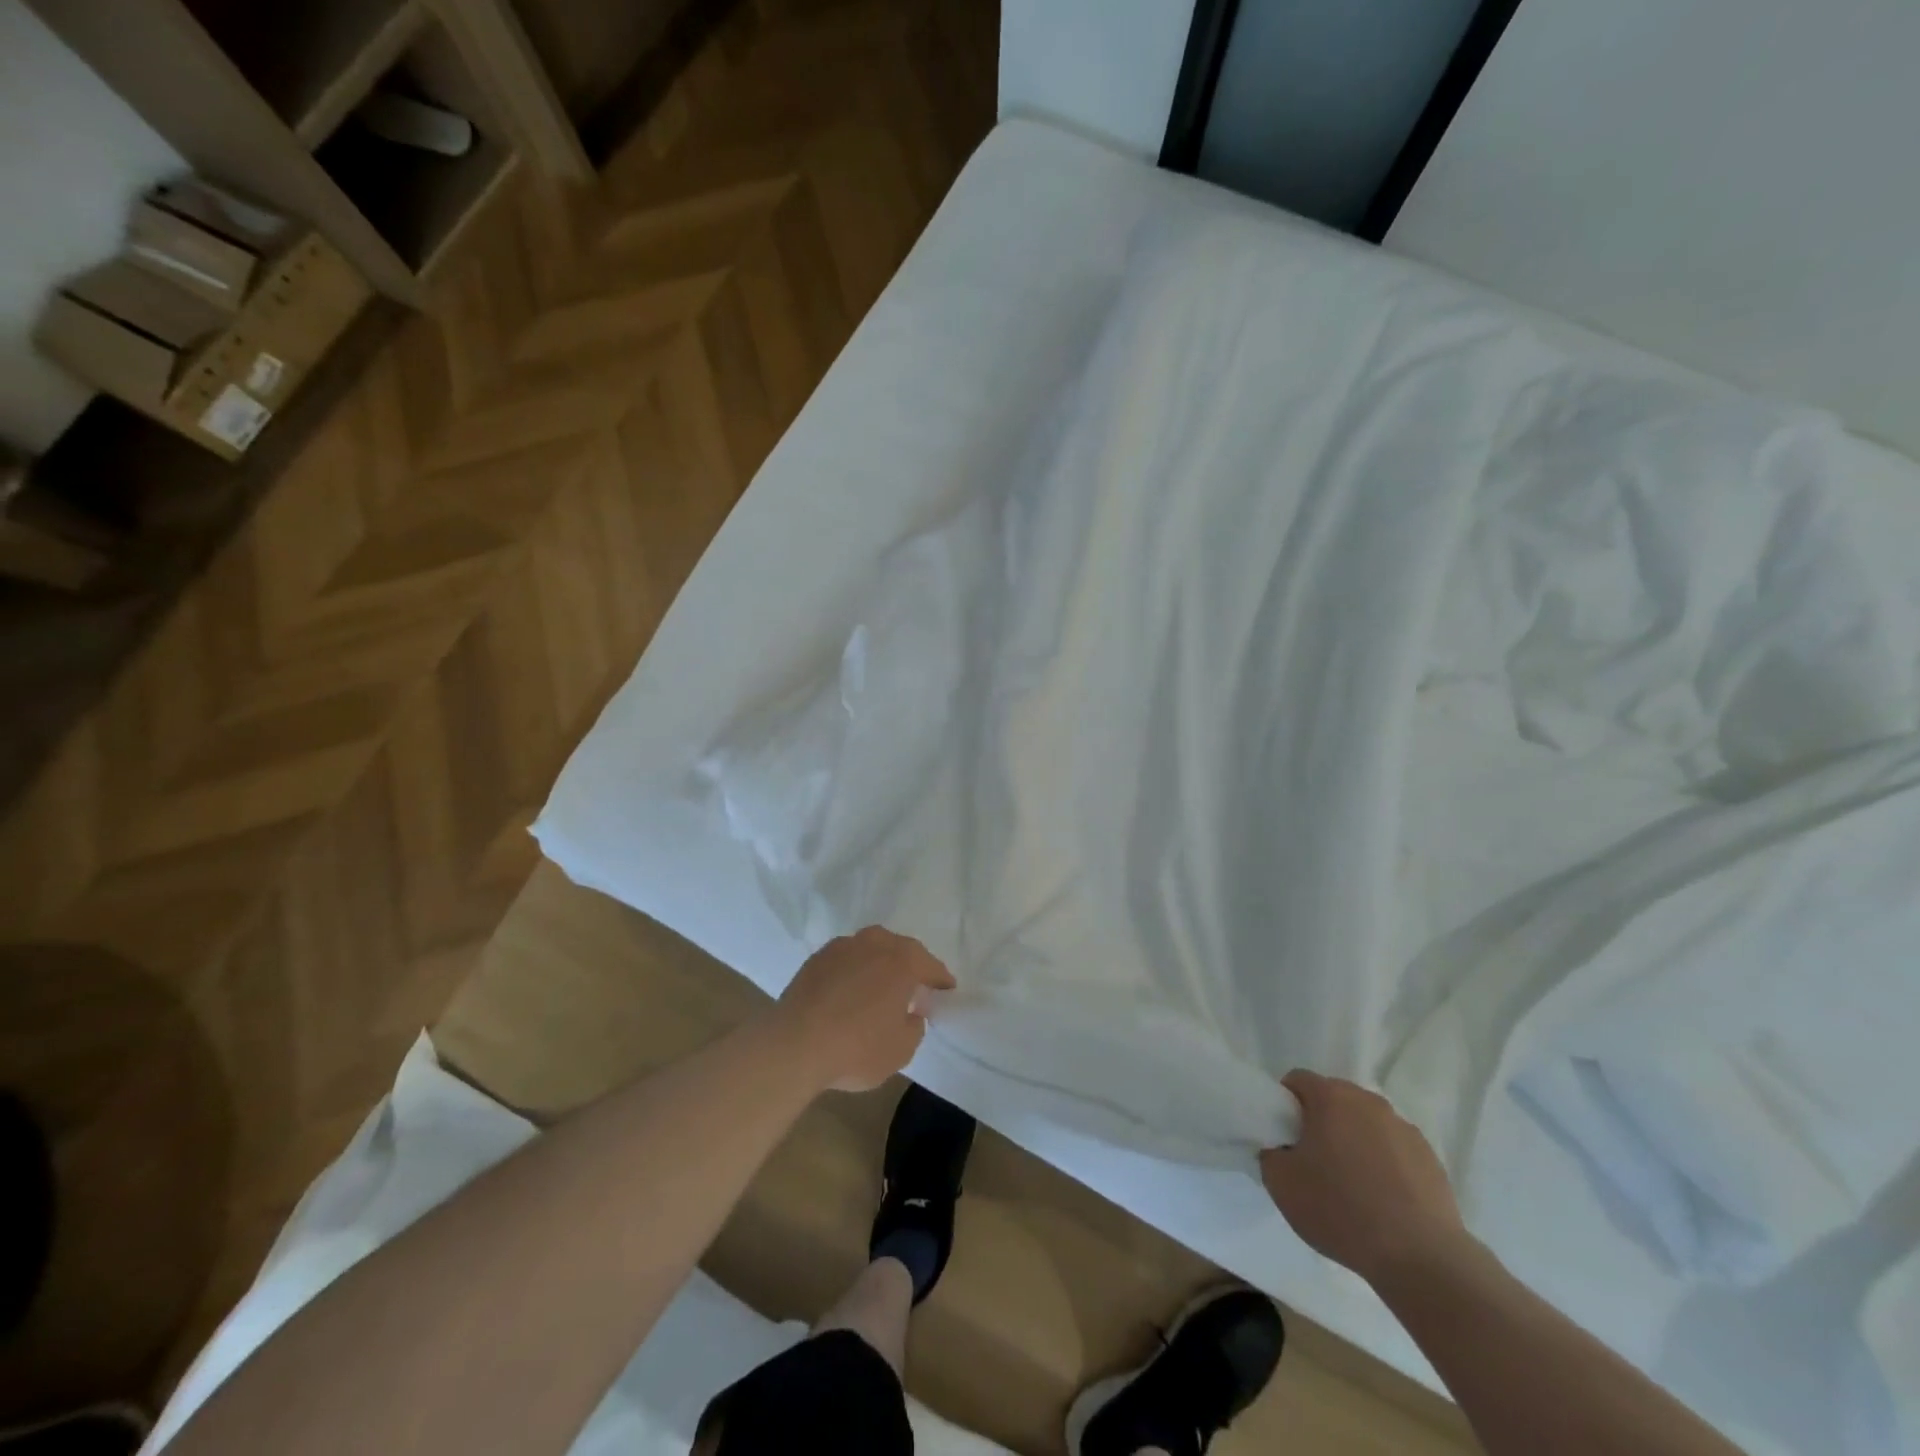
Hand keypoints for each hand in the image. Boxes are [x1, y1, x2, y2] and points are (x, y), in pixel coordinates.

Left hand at [772, 927, 954, 1092]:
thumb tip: (911, 1012)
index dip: (940, 979)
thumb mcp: (901, 1050)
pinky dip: (854, 969)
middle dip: (910, 964)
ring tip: (881, 984)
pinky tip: (850, 989)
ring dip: (880, 962)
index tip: (947, 989)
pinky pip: (846, 959)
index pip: (930, 965)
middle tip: (914, 985)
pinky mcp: (816, 959)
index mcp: (902, 961)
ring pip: (870, 948)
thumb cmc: (857, 1048)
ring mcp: (842, 947)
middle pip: (900, 948)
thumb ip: (914, 1026)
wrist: (794, 1045)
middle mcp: (874, 944)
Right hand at [1259, 1070, 1469, 1285]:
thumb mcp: (1281, 1184)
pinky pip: (1394, 1148)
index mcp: (1331, 1097)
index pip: (1297, 1081)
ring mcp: (1404, 1127)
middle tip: (1315, 1160)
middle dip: (1321, 1120)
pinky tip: (1383, 1198)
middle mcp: (1368, 1101)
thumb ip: (1270, 1153)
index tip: (1285, 1136)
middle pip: (1334, 1098)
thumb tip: (1281, 1149)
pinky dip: (1384, 1162)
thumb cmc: (1341, 1211)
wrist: (1421, 1258)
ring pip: (1366, 1123)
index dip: (1285, 1104)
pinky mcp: (1430, 1157)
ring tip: (1353, 1184)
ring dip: (1354, 1139)